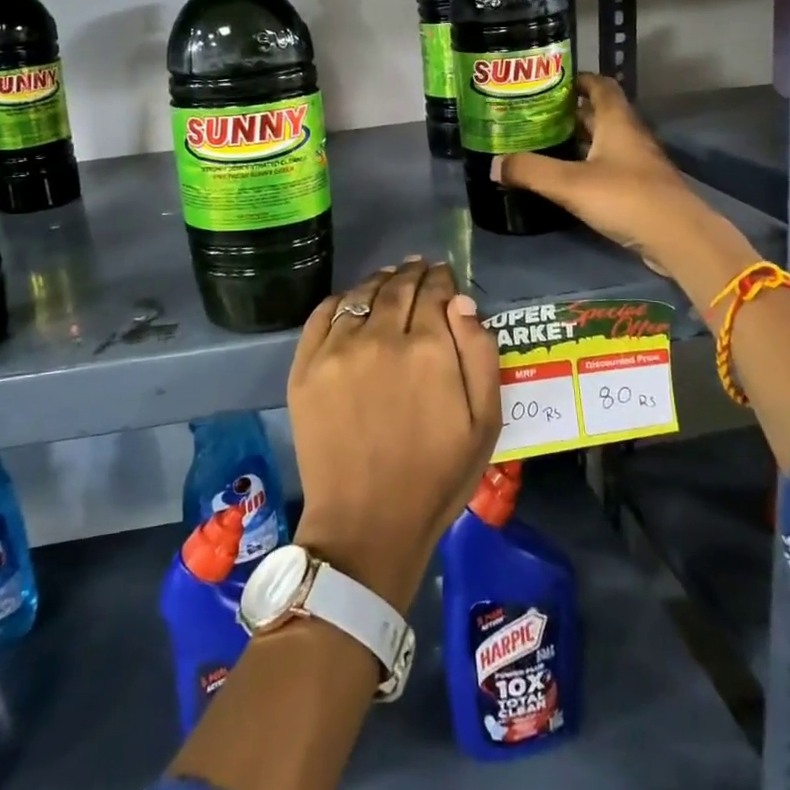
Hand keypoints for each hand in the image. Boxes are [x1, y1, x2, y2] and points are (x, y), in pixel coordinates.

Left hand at [287, 260, 501, 611]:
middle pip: (398, 288)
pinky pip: (322, 314)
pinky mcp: (305, 366)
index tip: (444, 275)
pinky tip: (351, 300)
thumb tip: (461, 302)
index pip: (435, 294)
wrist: (366, 523)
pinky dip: (340, 299)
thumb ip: (480, 355)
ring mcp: (337, 350)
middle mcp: (381, 337)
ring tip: (389, 276)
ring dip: (379, 281)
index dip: (442, 280)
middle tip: (419, 267)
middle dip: (413, 273)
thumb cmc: (435, 477)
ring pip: (361, 295)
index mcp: (428, 350)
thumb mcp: (483, 423)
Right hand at [492, 73, 726, 279]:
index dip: (577, 80)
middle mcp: (629, 135)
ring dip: (576, 141)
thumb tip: (495, 165)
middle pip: (598, 113)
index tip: (548, 83)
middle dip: (568, 112)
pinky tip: (566, 179)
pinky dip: (586, 166)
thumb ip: (531, 171)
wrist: (678, 237)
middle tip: (533, 116)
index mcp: (617, 121)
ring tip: (541, 145)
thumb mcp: (570, 183)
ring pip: (603, 142)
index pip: (600, 85)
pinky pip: (608, 166)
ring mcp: (637, 163)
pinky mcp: (639, 188)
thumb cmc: (625, 198)